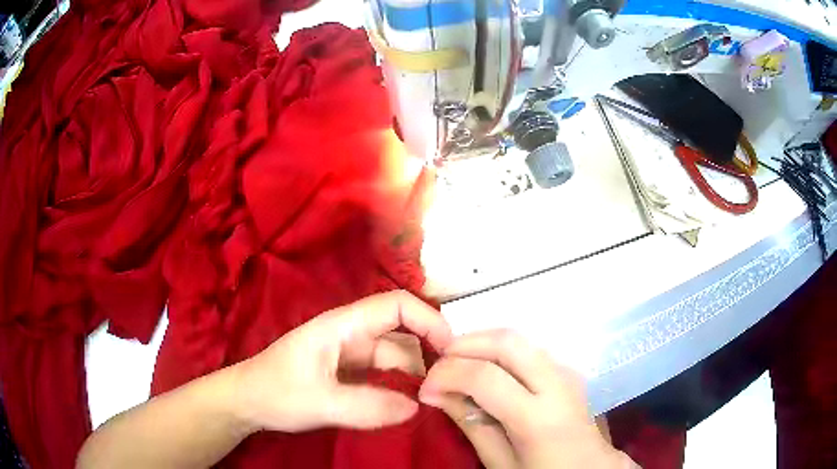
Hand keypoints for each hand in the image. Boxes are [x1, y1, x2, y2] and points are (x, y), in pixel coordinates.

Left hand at [231, 291, 452, 432]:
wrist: (247, 402)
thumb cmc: (275, 392)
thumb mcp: (319, 402)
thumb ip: (367, 406)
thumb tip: (417, 407)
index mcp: (343, 325)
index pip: (396, 306)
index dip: (428, 320)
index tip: (452, 350)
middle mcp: (351, 334)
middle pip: (402, 331)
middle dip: (430, 350)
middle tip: (453, 381)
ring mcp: (350, 354)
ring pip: (395, 356)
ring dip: (418, 371)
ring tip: (440, 395)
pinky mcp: (348, 373)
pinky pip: (384, 374)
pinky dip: (402, 385)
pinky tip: (414, 402)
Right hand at [418, 329, 635, 468]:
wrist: (590, 468)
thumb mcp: (501, 463)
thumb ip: (472, 425)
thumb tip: (438, 393)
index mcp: (539, 417)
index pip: (485, 377)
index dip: (447, 376)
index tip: (425, 390)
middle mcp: (557, 383)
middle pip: (505, 341)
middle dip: (463, 345)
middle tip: (438, 366)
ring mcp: (566, 371)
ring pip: (517, 338)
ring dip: (480, 344)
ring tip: (456, 366)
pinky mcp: (566, 369)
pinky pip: (527, 348)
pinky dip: (498, 350)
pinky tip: (484, 368)